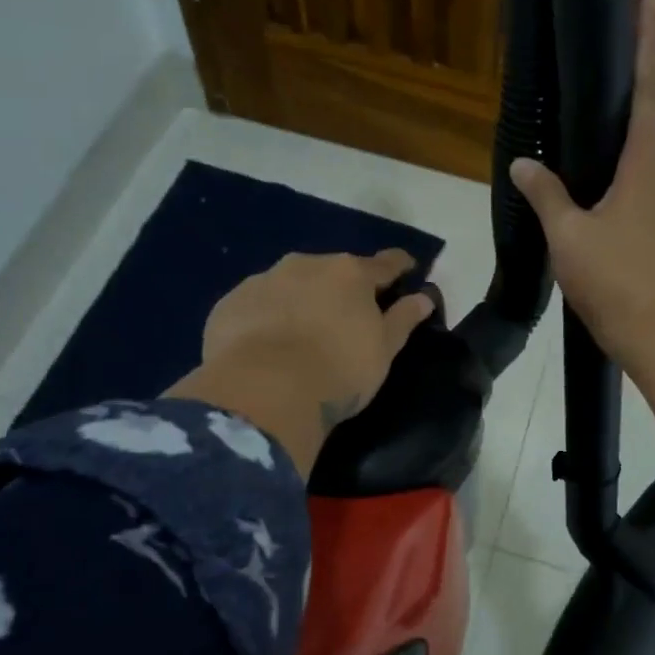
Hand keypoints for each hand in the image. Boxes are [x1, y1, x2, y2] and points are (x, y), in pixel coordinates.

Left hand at [166, 250, 434, 475]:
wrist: (264, 390)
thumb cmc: (338, 370)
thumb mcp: (383, 350)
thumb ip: (403, 319)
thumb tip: (424, 297)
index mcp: (350, 273)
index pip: (385, 263)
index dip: (400, 267)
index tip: (407, 271)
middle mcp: (306, 264)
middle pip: (333, 271)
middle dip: (341, 288)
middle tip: (346, 316)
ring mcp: (263, 281)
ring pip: (290, 284)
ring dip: (300, 300)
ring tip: (300, 333)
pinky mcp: (229, 304)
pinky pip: (257, 305)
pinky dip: (266, 318)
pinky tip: (264, 346)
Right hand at [510, 0, 654, 444]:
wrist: (652, 332)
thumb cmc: (610, 278)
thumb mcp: (567, 235)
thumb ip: (546, 194)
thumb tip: (524, 163)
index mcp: (645, 168)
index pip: (648, 93)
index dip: (646, 44)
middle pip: (645, 132)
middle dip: (622, 112)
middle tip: (592, 104)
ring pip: (642, 174)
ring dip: (617, 168)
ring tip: (584, 179)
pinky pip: (643, 203)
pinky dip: (621, 199)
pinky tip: (599, 219)